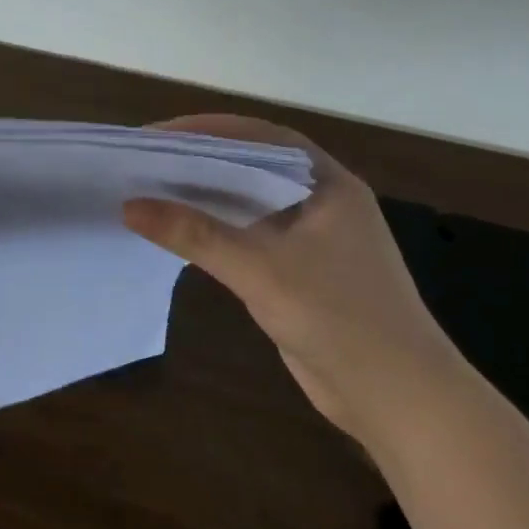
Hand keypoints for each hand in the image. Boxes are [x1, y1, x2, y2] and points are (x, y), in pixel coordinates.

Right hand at [122, 114, 458, 438]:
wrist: (398, 399)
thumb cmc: (339, 319)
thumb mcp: (261, 270)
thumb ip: (196, 235)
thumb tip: (129, 206)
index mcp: (328, 185)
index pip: (261, 137)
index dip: (207, 129)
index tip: (157, 135)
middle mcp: (322, 202)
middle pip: (252, 165)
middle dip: (200, 159)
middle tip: (146, 160)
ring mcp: (312, 239)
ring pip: (249, 202)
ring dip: (206, 195)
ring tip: (152, 190)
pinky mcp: (299, 272)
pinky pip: (249, 236)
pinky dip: (215, 228)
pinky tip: (179, 233)